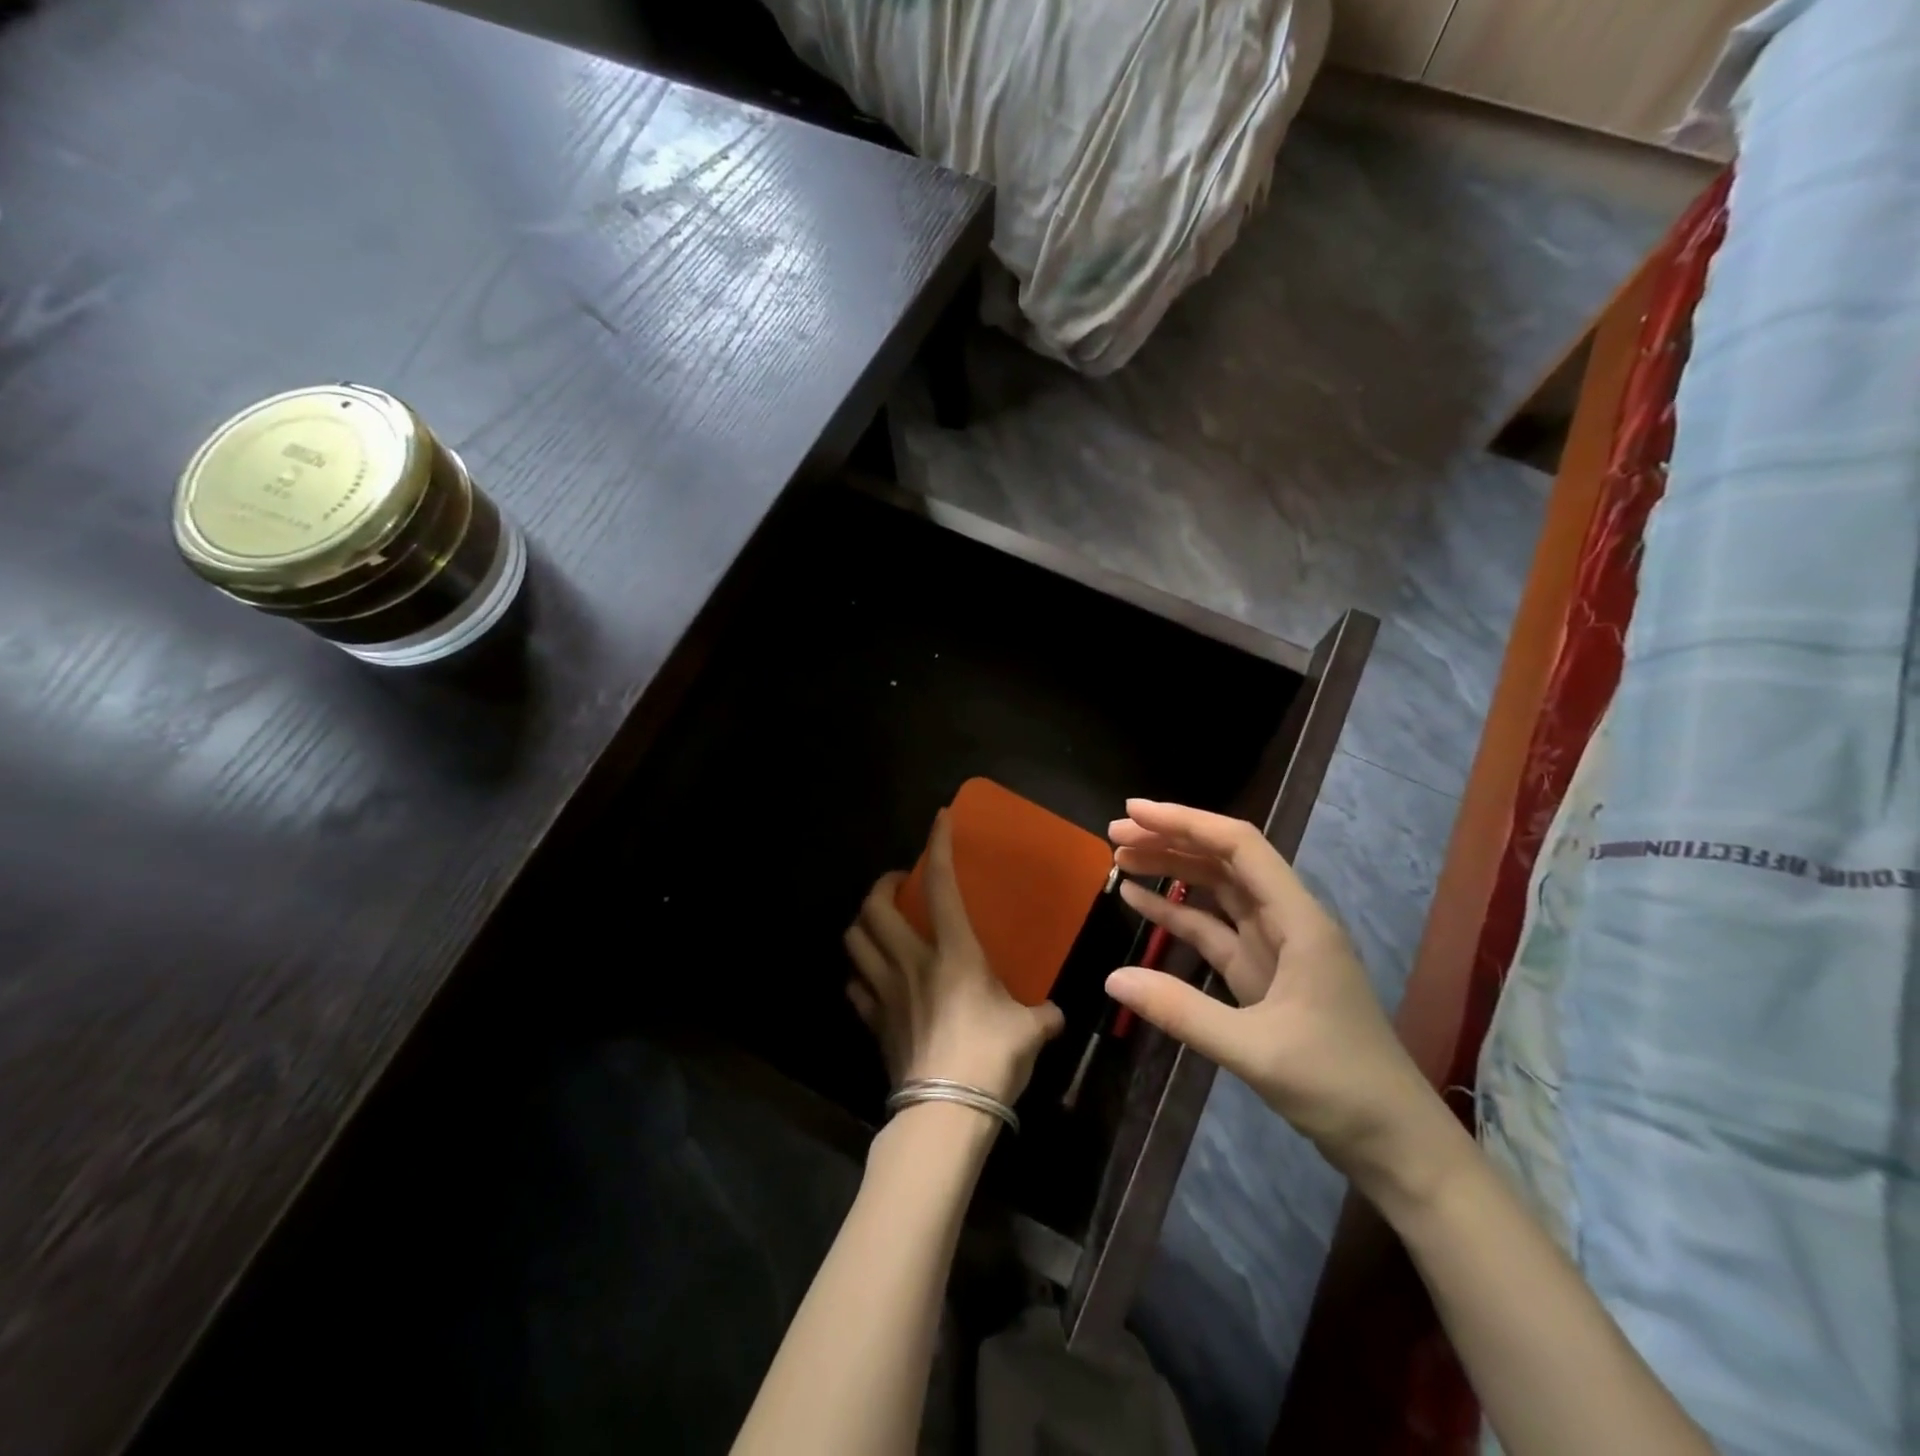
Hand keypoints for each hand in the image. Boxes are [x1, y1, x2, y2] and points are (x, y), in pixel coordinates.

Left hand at [844, 812, 1065, 1106]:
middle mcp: (912, 962)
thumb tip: (1054, 1017)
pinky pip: (854, 986)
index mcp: (954, 953)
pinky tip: (871, 977)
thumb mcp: (1030, 1031)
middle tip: (897, 886)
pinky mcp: (872, 1022)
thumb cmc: (992, 1059)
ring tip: (878, 923)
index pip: (941, 886)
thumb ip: (1042, 1016)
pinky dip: (858, 973)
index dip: (938, 847)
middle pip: (874, 907)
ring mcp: (885, 992)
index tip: (938, 820)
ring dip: (861, 924)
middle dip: (880, 886)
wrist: (946, 1112)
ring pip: (853, 941)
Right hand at [1106, 799, 1437, 1188]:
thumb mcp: (1256, 1051)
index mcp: (1299, 921)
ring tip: (1121, 858)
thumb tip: (1112, 979)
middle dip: (1171, 841)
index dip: (1186, 822)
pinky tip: (1141, 903)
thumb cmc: (1339, 1087)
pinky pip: (1214, 930)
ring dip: (1172, 871)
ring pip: (1217, 891)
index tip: (1135, 813)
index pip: (1239, 847)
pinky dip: (1177, 913)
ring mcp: (1274, 947)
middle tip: (1115, 835)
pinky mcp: (1262, 975)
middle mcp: (1288, 921)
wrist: (1395, 1143)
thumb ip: (1182, 1012)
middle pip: (1225, 861)